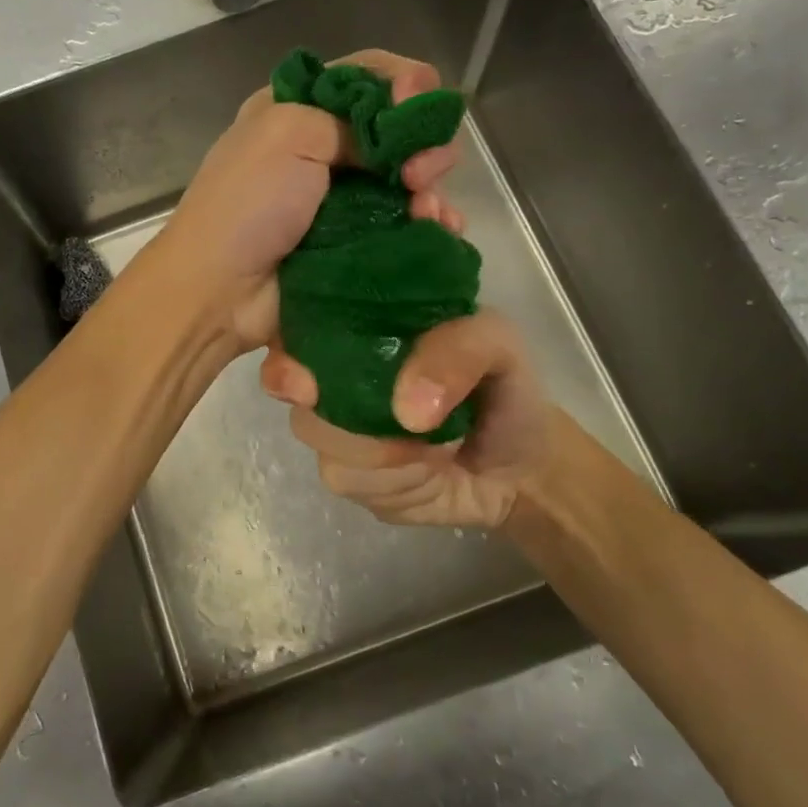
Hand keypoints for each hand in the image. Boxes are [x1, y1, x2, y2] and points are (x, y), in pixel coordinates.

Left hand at [153, 49, 464, 352]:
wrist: (220, 292)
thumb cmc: (247, 205)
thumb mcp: (288, 134)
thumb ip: (350, 119)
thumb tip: (395, 140)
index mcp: (300, 108)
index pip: (368, 75)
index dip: (404, 82)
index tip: (418, 103)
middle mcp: (325, 148)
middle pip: (399, 128)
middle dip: (423, 141)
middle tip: (417, 174)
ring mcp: (344, 199)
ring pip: (410, 178)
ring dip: (430, 188)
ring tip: (425, 210)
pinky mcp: (357, 243)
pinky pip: (408, 225)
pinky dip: (431, 224)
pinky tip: (440, 230)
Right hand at [260, 309, 554, 528]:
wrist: (519, 467)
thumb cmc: (503, 391)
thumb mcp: (499, 349)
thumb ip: (460, 352)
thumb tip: (406, 409)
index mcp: (361, 324)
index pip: (296, 329)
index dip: (287, 359)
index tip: (304, 384)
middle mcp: (334, 370)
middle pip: (297, 390)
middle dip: (352, 415)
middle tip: (414, 424)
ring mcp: (334, 423)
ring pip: (319, 437)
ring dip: (381, 451)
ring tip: (433, 448)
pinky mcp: (346, 473)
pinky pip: (344, 478)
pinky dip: (391, 482)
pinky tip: (423, 474)